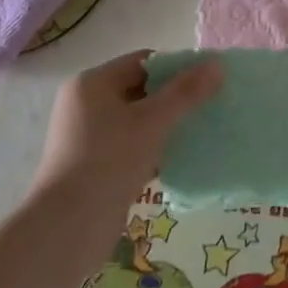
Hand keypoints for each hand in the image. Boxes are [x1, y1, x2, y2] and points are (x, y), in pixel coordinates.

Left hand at [31, 50, 222, 217]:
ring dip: (165, 125)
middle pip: (140, 90)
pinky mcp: (92, 165)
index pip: (143, 62)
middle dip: (174, 98)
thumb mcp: (153, 121)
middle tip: (207, 108)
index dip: (177, 69)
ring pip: (136, 120)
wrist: (69, 225)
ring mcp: (86, 137)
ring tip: (198, 132)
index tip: (207, 83)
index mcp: (92, 84)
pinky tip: (177, 159)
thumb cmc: (110, 160)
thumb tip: (218, 64)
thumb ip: (187, 92)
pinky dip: (152, 148)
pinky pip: (130, 146)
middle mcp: (84, 105)